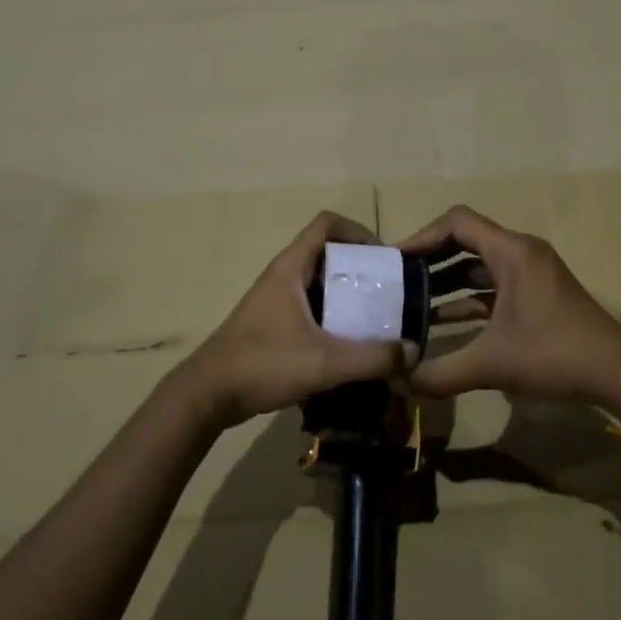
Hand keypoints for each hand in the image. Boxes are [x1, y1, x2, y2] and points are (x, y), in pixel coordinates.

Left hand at [173, 212, 408, 428]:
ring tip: (377, 319)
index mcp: (291, 268)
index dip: (358, 231)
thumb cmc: (263, 365)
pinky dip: (333, 317)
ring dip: (348, 295)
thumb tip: (413, 351)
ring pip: (320, 283)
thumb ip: (372, 358)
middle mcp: (283, 276)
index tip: (383, 258)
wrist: (207, 396)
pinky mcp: (273, 324)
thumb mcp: (324, 363)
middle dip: (361, 268)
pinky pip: (311, 307)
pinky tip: (350, 344)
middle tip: (388, 293)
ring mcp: (276, 300)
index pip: (327, 223)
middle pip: (328, 253)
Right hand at [402, 206, 620, 417]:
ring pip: (479, 265)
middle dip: (430, 259)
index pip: (457, 222)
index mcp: (511, 252)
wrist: (616, 372)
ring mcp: (532, 273)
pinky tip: (443, 322)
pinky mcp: (537, 293)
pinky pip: (493, 284)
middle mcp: (521, 253)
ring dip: (447, 281)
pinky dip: (468, 297)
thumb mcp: (492, 364)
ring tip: (411, 302)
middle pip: (465, 240)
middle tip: (396, 281)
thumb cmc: (554, 354)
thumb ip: (441, 372)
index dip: (422, 236)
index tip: (395, 260)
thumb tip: (401, 381)